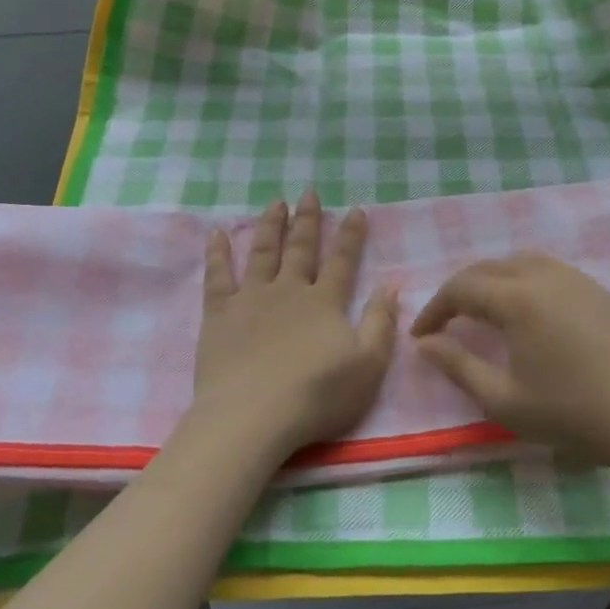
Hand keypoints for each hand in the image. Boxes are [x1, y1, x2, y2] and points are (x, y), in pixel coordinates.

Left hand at [186, 191, 398, 462]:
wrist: (253, 416)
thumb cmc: (317, 395)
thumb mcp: (367, 365)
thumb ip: (381, 322)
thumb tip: (392, 284)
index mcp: (325, 303)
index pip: (342, 261)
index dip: (350, 235)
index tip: (355, 209)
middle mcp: (289, 291)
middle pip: (300, 248)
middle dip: (307, 220)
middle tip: (308, 192)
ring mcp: (251, 299)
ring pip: (262, 252)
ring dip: (269, 226)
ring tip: (274, 203)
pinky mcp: (219, 315)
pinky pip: (217, 276)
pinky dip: (218, 253)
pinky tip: (217, 234)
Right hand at [409, 253, 609, 468]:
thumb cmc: (571, 412)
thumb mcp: (503, 400)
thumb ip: (457, 366)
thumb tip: (425, 343)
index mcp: (517, 298)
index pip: (460, 289)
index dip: (434, 310)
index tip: (421, 336)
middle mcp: (543, 275)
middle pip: (487, 269)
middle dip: (459, 292)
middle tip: (445, 323)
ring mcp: (575, 278)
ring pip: (518, 262)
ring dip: (491, 281)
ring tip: (483, 311)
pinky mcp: (597, 289)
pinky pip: (547, 270)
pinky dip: (522, 280)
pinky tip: (527, 311)